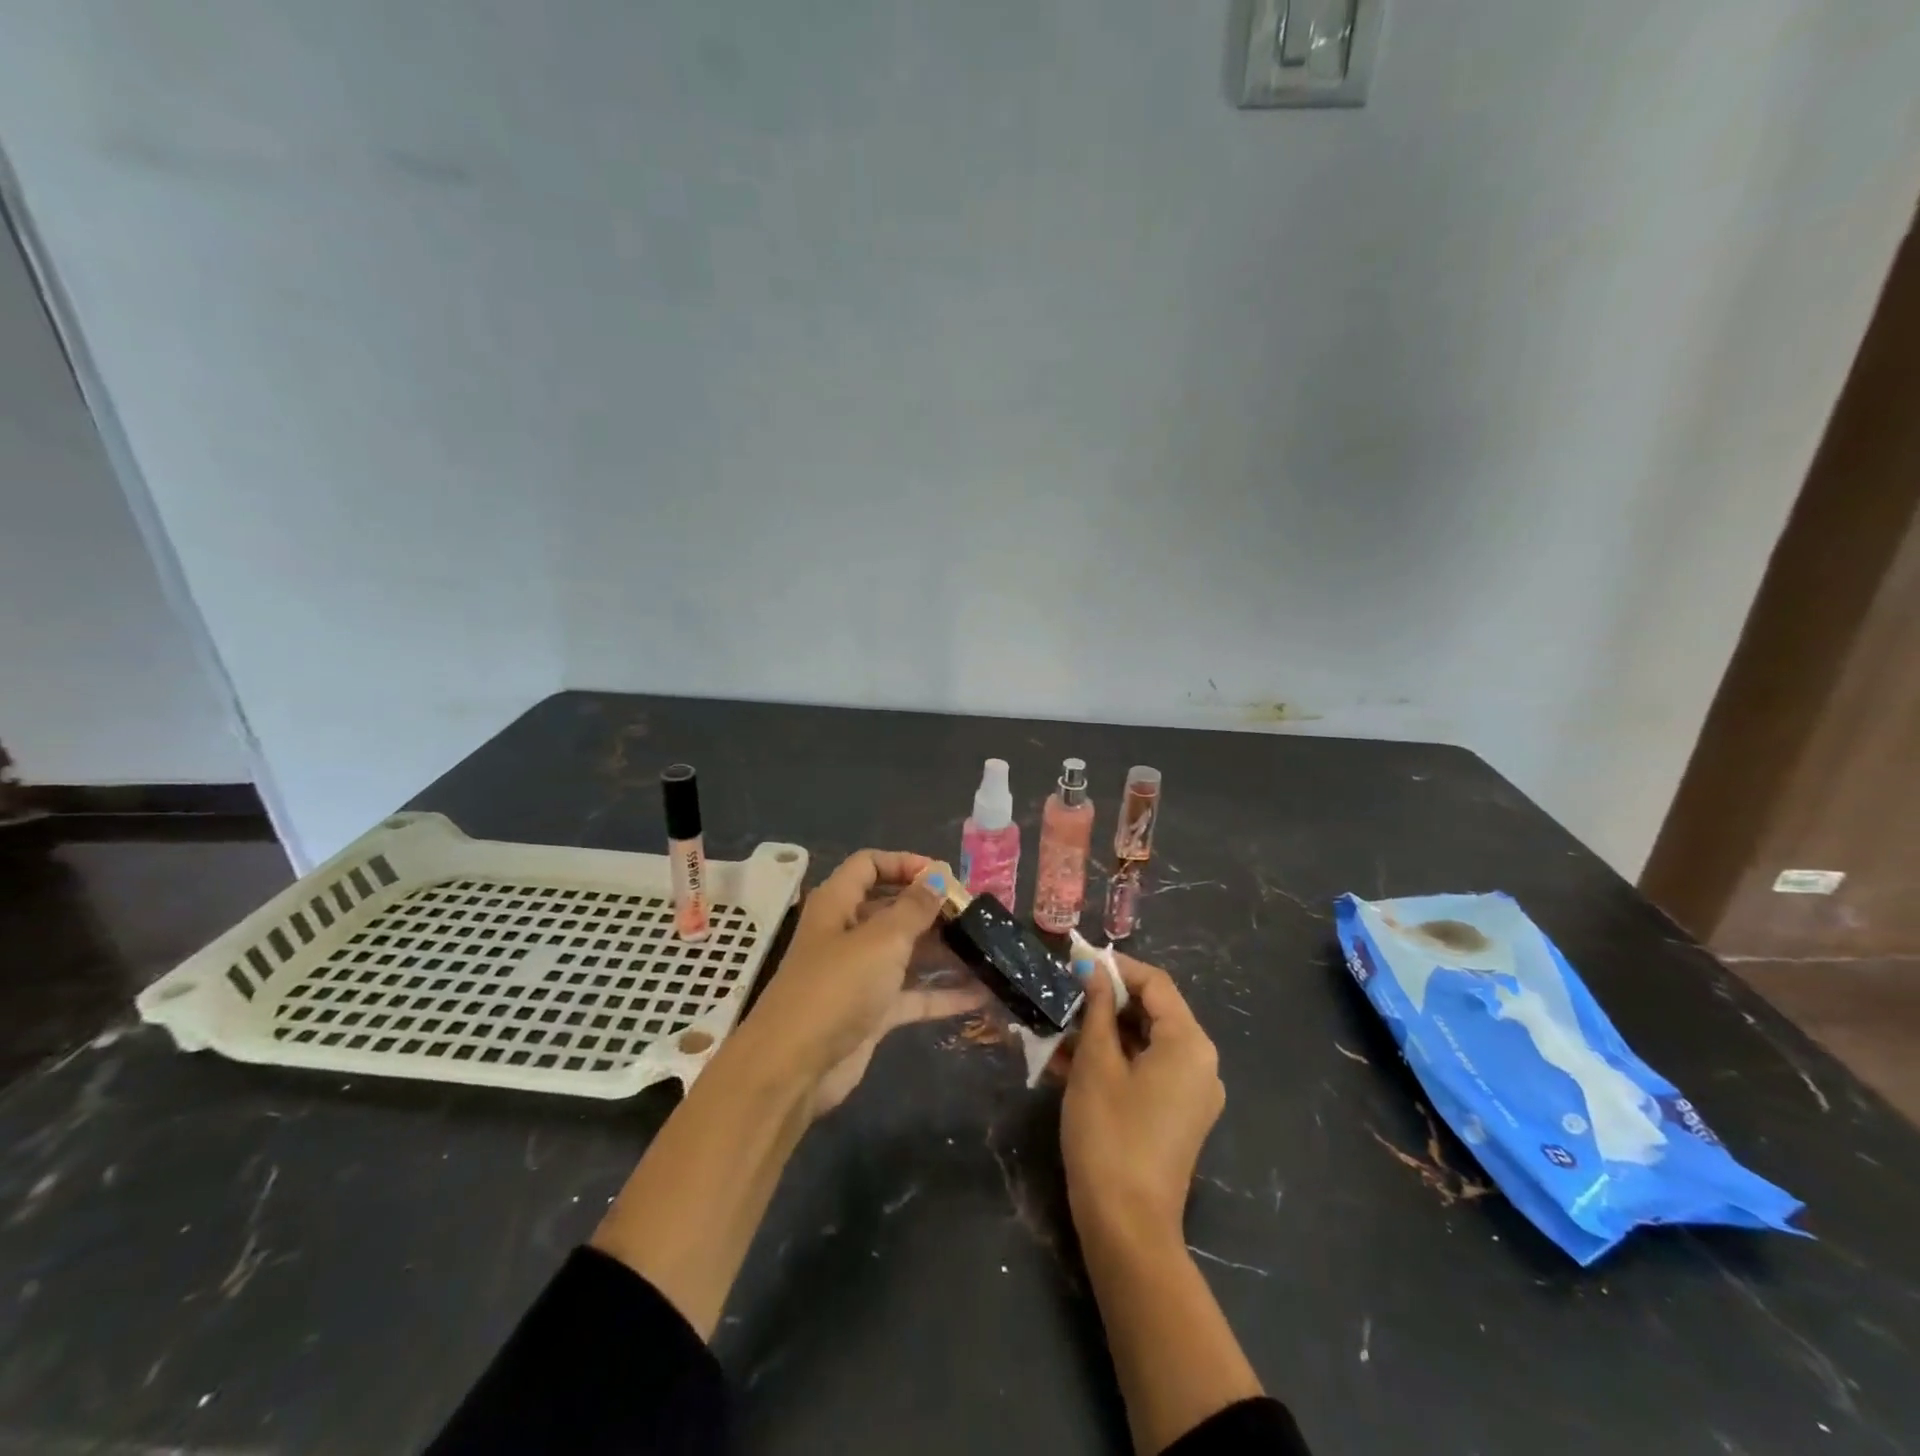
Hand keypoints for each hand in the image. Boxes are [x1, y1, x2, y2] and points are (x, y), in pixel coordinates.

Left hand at [742, 850, 984, 1112]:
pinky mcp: (872, 1012)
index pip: (869, 865)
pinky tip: (982, 994)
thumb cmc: (837, 987)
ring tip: (987, 949)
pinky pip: (913, 994)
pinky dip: (943, 993)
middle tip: (976, 915)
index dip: (905, 863)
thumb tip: (938, 874)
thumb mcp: (882, 940)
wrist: (794, 1069)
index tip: (944, 876)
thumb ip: (915, 907)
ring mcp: (859, 975)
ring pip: (907, 952)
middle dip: (932, 909)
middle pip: (892, 908)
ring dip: (943, 951)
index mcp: (838, 904)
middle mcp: (847, 934)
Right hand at [1061, 954, 1223, 1249]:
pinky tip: (1069, 1061)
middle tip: (1063, 996)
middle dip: (1105, 1001)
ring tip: (1058, 1030)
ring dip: (1103, 1032)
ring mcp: (1192, 1093)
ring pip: (1145, 1042)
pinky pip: (1146, 1071)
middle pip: (1153, 1012)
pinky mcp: (1177, 1116)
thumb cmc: (1109, 1133)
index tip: (1076, 962)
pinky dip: (1113, 1061)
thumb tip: (1093, 969)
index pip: (1155, 983)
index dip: (1115, 968)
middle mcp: (1200, 1063)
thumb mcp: (1095, 1063)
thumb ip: (1096, 1009)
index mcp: (1189, 1044)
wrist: (1127, 1227)